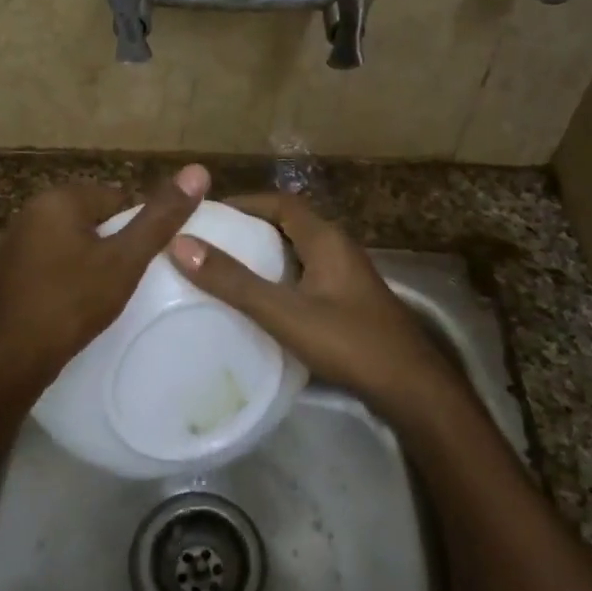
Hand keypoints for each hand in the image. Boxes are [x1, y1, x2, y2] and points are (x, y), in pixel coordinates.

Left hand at [0, 164, 211, 378]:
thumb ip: (160, 218)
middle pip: (88, 218)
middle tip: (120, 280)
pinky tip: (64, 302)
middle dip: (107, 243)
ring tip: (96, 294)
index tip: (139, 261)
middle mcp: (27, 211)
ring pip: (63, 241)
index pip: (115, 199)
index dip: (134, 229)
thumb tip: (198, 171)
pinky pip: (41, 263)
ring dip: (80, 259)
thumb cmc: (74, 302)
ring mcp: (6, 242)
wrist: (13, 357)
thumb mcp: (126, 261)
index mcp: (58, 199)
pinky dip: (55, 275)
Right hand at [169, 191, 468, 429]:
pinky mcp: (348, 303)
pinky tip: (259, 303)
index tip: (207, 214)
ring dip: (264, 255)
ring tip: (224, 270)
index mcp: (326, 239)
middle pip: (288, 225)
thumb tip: (181, 244)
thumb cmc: (349, 341)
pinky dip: (278, 280)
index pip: (280, 202)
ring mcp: (346, 277)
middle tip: (209, 243)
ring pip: (297, 253)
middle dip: (249, 229)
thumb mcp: (284, 311)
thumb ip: (234, 281)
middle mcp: (338, 249)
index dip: (243, 202)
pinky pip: (305, 277)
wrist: (411, 388)